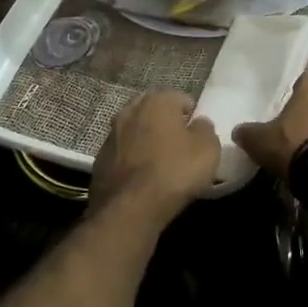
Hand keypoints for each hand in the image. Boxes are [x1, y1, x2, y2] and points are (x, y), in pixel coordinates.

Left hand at [89, 92, 221, 219]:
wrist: (129, 208)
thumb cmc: (174, 171)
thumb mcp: (208, 149)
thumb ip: (205, 129)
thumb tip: (199, 124)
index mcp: (157, 101)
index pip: (181, 99)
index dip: (192, 116)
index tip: (198, 136)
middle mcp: (130, 110)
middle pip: (155, 111)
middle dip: (166, 124)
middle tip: (179, 146)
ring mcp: (111, 134)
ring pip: (136, 131)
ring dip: (146, 140)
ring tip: (159, 163)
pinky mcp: (99, 159)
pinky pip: (123, 152)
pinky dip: (132, 159)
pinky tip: (141, 177)